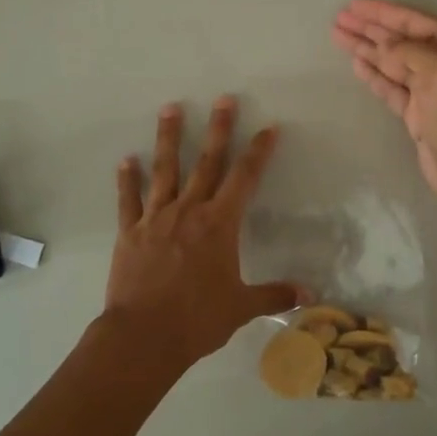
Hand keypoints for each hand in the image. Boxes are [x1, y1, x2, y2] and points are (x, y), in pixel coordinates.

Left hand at [104, 97, 302, 371]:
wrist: (144, 336)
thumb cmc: (198, 319)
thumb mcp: (241, 307)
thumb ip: (275, 295)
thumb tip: (310, 294)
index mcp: (219, 225)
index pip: (245, 178)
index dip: (258, 151)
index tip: (268, 128)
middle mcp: (189, 211)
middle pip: (206, 162)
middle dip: (217, 129)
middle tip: (223, 99)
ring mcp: (156, 218)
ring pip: (164, 170)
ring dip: (168, 138)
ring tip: (170, 108)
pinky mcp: (130, 232)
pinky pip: (128, 200)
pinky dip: (127, 180)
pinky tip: (126, 160)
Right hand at [332, 0, 436, 211]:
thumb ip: (409, 51)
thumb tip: (381, 44)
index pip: (414, 21)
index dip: (383, 12)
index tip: (353, 6)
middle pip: (400, 39)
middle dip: (370, 28)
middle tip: (339, 18)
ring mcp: (430, 90)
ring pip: (392, 62)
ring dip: (366, 48)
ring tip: (339, 35)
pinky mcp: (417, 113)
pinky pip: (390, 86)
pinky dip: (373, 74)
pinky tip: (356, 63)